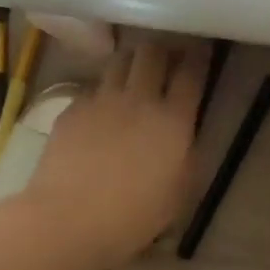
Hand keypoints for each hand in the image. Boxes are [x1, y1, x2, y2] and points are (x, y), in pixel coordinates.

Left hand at [19, 41, 205, 269]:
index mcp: (173, 120)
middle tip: (166, 59)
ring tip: (133, 72)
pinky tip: (100, 107)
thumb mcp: (178, 195)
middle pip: (153, 53)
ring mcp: (102, 100)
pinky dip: (102, 90)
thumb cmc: (132, 217)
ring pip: (120, 60)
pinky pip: (92, 87)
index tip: (201, 50)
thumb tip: (186, 139)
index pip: (191, 73)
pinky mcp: (73, 108)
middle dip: (162, 50)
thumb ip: (187, 159)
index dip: (198, 57)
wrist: (68, 219)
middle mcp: (139, 99)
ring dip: (131, 62)